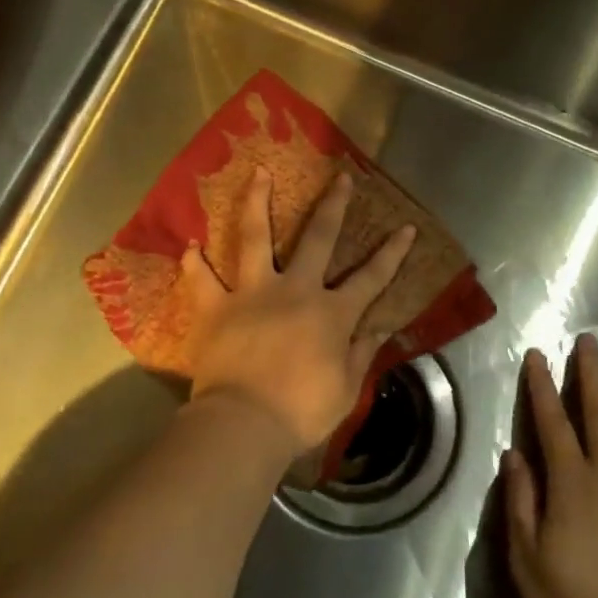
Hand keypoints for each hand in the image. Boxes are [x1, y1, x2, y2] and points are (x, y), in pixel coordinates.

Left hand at [183, 169, 415, 456]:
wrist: (244, 424)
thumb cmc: (300, 412)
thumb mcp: (345, 389)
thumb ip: (362, 354)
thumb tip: (380, 329)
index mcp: (331, 313)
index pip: (371, 278)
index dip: (392, 253)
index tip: (407, 228)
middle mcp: (295, 290)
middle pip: (318, 238)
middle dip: (333, 206)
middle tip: (340, 177)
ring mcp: (253, 293)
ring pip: (255, 237)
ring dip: (257, 202)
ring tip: (258, 173)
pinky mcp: (216, 306)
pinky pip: (202, 279)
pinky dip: (194, 263)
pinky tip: (190, 246)